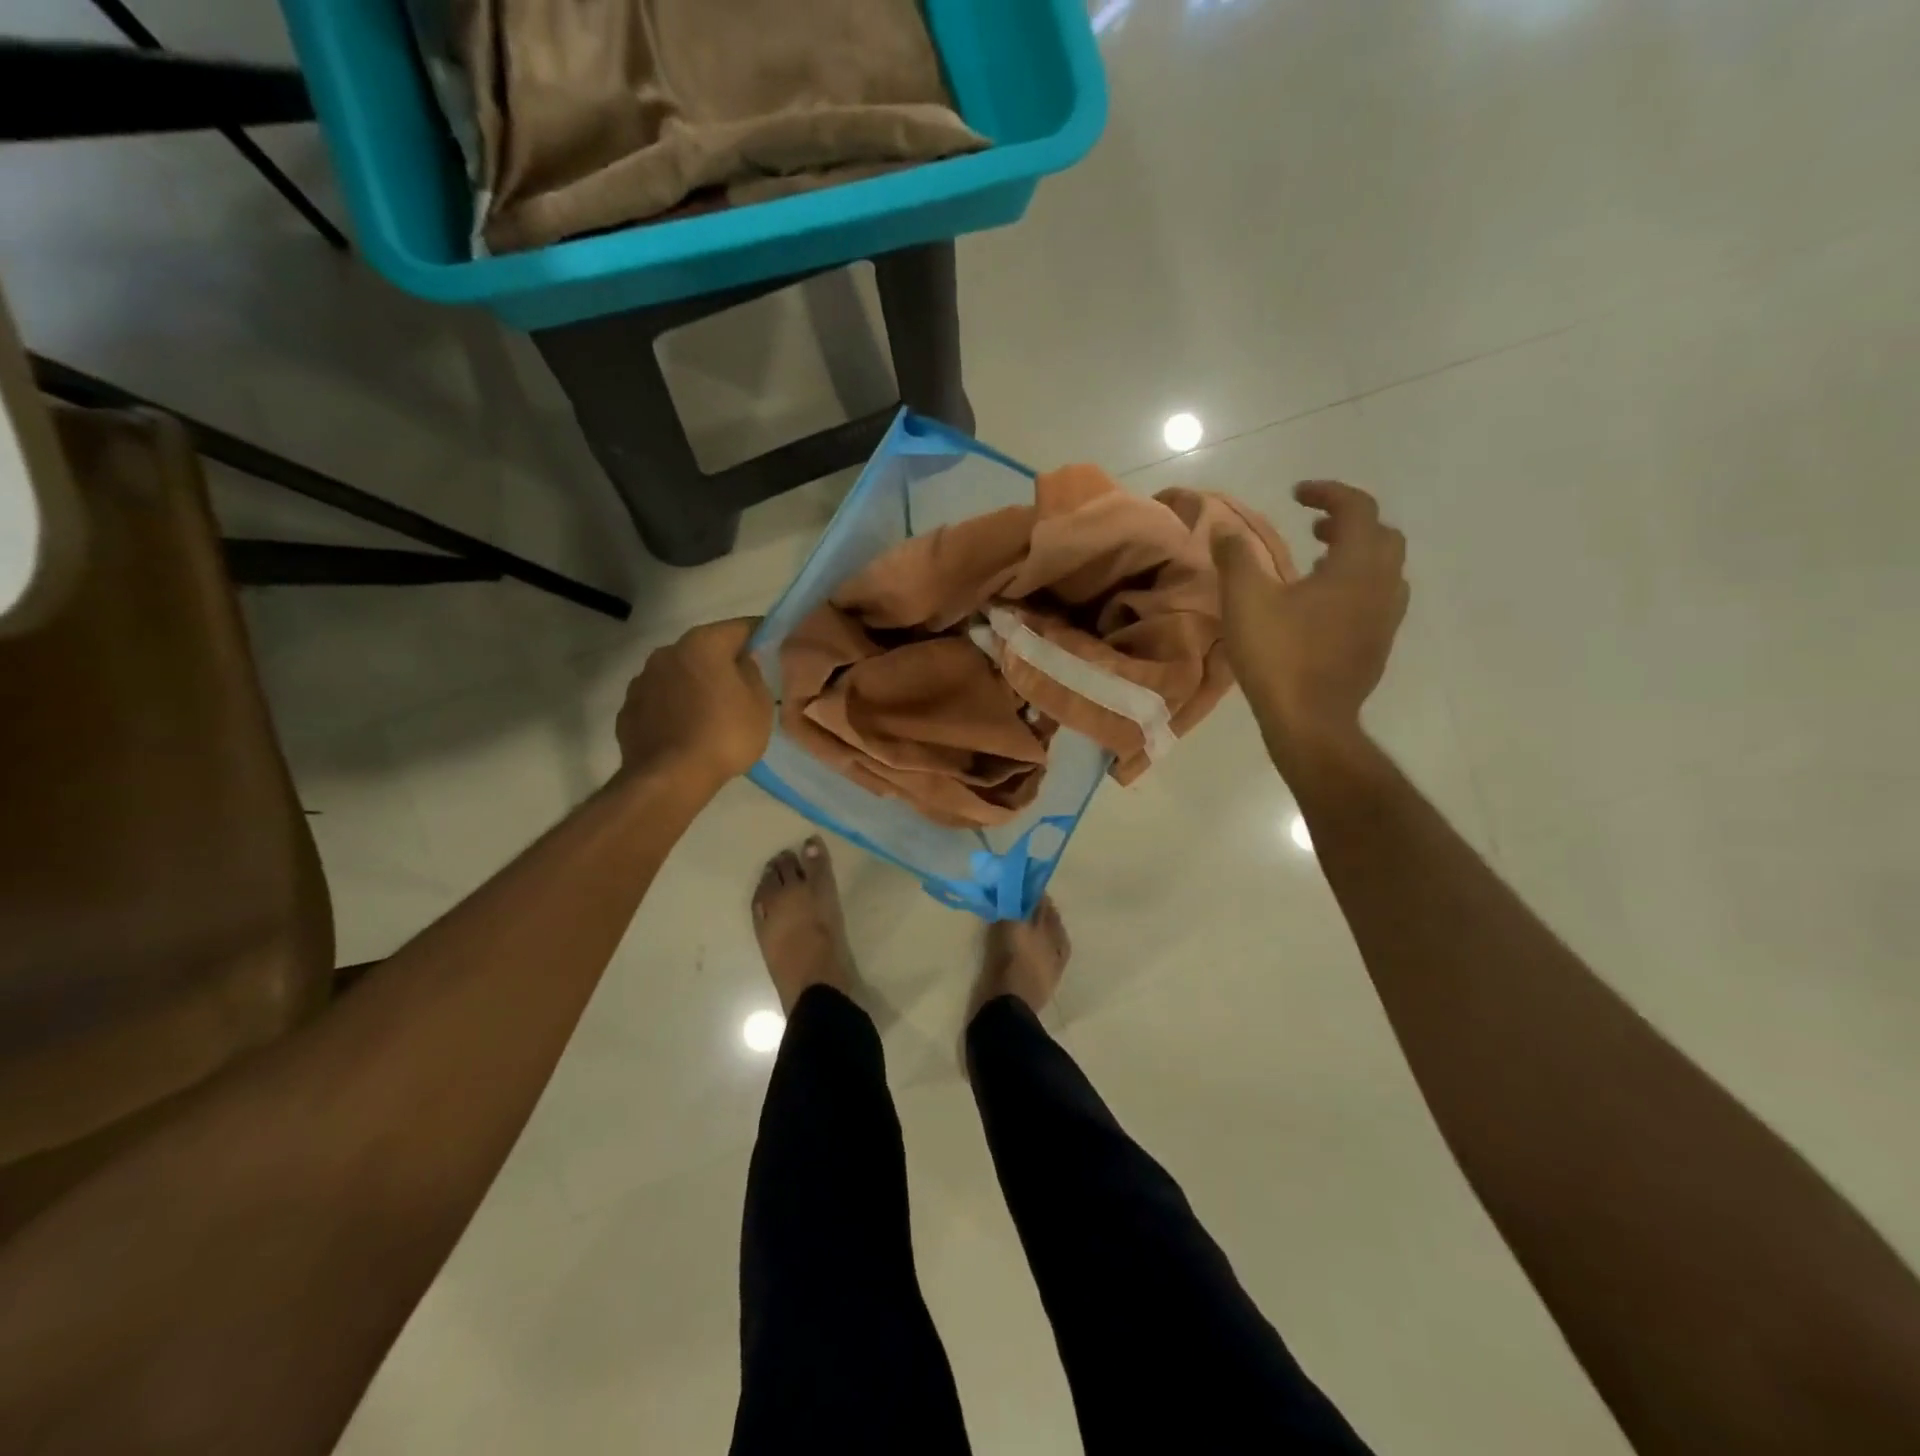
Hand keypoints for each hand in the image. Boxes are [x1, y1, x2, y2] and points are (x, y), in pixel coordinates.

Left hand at [615, 618, 772, 789]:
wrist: (669, 778)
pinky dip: (674, 707)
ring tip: (712, 711)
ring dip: (695, 684)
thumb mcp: (759, 703)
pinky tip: (686, 729)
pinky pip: (660, 700)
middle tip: (743, 685)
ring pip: (679, 674)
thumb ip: (753, 672)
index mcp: (703, 643)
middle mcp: (667, 652)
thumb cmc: (724, 734)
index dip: (760, 635)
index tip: (772, 648)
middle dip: (723, 662)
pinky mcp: (628, 709)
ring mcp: (642, 680)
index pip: (740, 627)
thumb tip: (742, 661)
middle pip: (705, 649)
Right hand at [1212, 481, 1408, 756]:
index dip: (1328, 493)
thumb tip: (1226, 530)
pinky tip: (1325, 605)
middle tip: (1312, 527)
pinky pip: (1379, 596)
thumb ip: (1236, 558)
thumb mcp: (1245, 600)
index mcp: (1355, 565)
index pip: (1356, 508)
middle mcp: (1382, 584)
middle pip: (1381, 534)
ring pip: (1385, 567)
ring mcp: (1386, 617)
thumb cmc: (1279, 656)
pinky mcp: (1380, 643)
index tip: (1297, 494)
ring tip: (1318, 563)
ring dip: (1356, 553)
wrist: (1311, 720)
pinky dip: (1357, 584)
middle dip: (1348, 522)